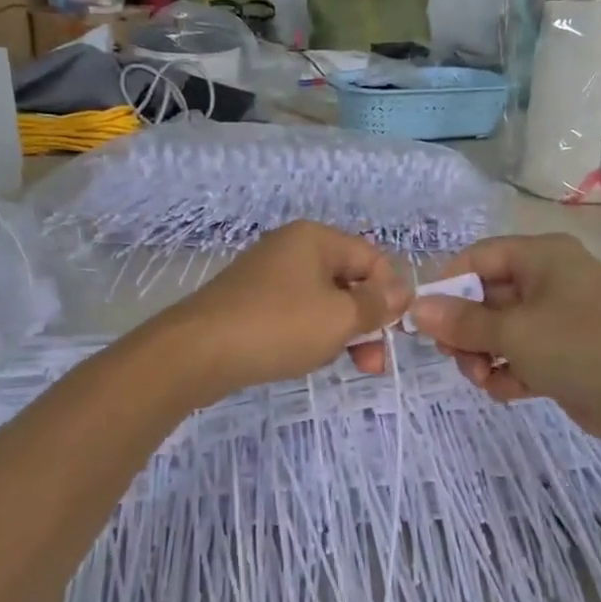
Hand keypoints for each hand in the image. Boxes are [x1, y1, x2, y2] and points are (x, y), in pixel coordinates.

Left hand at [148, 221, 410, 400]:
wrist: (198, 352)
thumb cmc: (278, 327)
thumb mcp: (340, 317)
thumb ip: (377, 304)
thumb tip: (403, 292)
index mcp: (316, 239)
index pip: (372, 258)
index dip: (390, 294)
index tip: (395, 333)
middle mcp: (291, 248)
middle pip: (348, 280)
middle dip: (366, 320)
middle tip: (372, 362)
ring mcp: (267, 274)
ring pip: (323, 300)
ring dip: (340, 331)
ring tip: (338, 362)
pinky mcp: (250, 301)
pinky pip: (295, 313)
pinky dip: (310, 333)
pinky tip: (307, 357)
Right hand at [410, 234, 600, 446]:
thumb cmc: (583, 348)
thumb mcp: (516, 333)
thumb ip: (463, 322)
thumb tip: (417, 309)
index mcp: (542, 257)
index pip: (478, 257)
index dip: (447, 285)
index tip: (423, 319)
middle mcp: (550, 281)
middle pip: (486, 297)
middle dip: (466, 331)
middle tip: (454, 358)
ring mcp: (559, 318)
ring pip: (501, 331)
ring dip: (485, 356)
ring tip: (485, 380)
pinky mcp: (565, 353)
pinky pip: (522, 355)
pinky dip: (510, 372)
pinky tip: (509, 392)